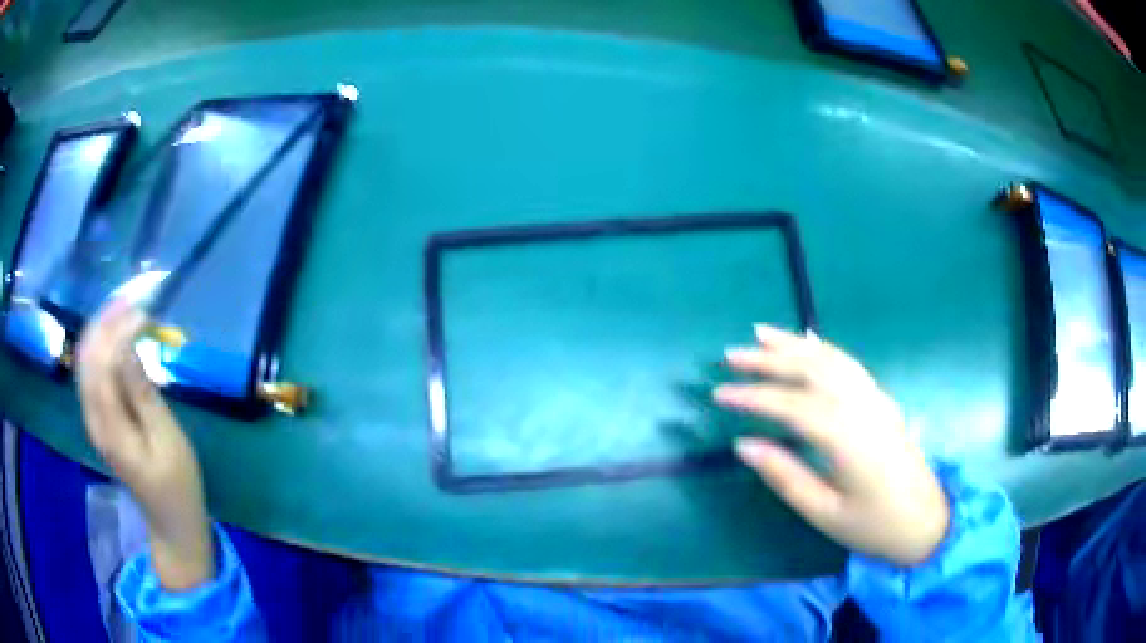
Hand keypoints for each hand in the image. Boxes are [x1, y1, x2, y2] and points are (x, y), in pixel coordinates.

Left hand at [77, 301, 214, 589]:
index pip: (102, 363)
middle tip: (133, 297)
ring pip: (85, 360)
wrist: (170, 520)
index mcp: (110, 427)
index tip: (144, 311)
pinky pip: (91, 372)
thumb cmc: (177, 482)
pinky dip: (101, 346)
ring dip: (101, 329)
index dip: (118, 330)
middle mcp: (93, 418)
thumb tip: (128, 345)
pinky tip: (116, 335)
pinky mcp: (99, 418)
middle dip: (105, 321)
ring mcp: (93, 418)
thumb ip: (143, 392)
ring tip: (125, 307)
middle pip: (87, 356)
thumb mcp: (167, 439)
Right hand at [714, 325, 949, 566]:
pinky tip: (809, 342)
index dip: (753, 397)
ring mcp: (875, 398)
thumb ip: (785, 476)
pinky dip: (824, 349)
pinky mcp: (882, 400)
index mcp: (847, 436)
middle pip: (812, 370)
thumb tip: (745, 445)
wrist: (927, 520)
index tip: (719, 394)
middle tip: (731, 355)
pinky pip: (849, 364)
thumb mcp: (825, 512)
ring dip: (795, 344)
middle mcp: (862, 406)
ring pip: (831, 359)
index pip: (792, 405)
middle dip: (769, 360)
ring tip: (762, 333)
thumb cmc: (874, 524)